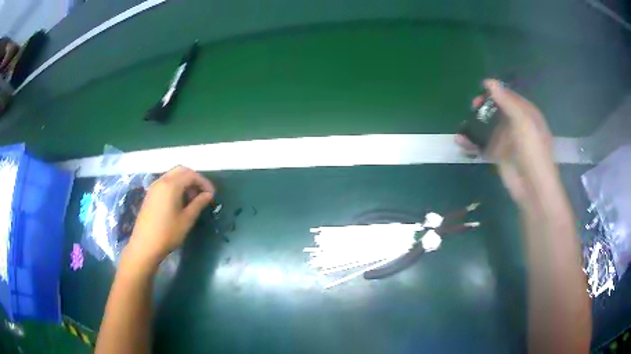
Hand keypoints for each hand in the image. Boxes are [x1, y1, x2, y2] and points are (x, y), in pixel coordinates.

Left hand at [124, 166, 214, 268]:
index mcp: (171, 185)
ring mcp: (154, 187)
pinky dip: (176, 186)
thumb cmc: (168, 233)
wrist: (145, 245)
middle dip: (194, 179)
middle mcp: (162, 181)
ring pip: (173, 175)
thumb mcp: (187, 219)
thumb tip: (208, 195)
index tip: (212, 194)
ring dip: (184, 182)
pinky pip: (166, 182)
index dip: (204, 182)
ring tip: (192, 199)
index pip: (191, 175)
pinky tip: (179, 202)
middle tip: (202, 193)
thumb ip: (198, 204)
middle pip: (181, 170)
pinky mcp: (150, 194)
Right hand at [455, 79, 555, 203]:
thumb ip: (507, 101)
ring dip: (476, 125)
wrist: (533, 188)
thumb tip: (490, 82)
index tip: (481, 89)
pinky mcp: (499, 155)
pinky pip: (484, 144)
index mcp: (527, 115)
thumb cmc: (533, 151)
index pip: (510, 97)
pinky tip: (460, 140)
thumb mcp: (523, 122)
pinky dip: (473, 142)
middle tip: (473, 107)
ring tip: (463, 124)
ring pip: (489, 127)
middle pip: (498, 111)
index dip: (497, 92)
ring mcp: (508, 141)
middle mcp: (518, 125)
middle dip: (484, 108)